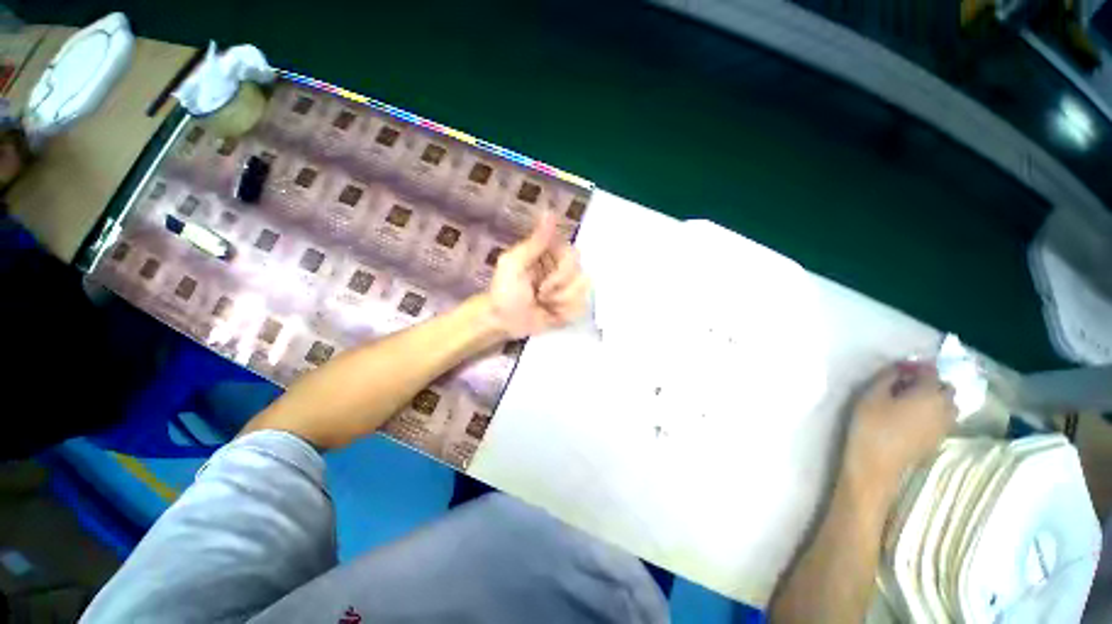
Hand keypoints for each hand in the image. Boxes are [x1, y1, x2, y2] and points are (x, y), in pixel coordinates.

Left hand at [488, 212, 589, 338]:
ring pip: (583, 293)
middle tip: (540, 294)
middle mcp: (563, 268)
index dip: (561, 271)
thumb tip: (550, 212)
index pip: (574, 255)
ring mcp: (569, 288)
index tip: (542, 281)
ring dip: (561, 302)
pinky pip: (582, 307)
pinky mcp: (572, 307)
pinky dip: (565, 313)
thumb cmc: (505, 291)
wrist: (503, 322)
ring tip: (544, 305)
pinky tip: (551, 314)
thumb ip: (536, 241)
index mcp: (551, 254)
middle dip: (559, 288)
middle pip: (581, 275)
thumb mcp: (514, 263)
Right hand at [844, 362, 956, 495]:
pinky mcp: (939, 439)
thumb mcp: (871, 395)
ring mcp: (945, 426)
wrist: (877, 464)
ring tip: (911, 401)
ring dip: (934, 399)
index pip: (929, 371)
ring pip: (948, 405)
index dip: (915, 366)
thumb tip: (899, 369)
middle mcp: (944, 407)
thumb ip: (886, 377)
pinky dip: (933, 413)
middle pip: (945, 388)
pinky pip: (943, 419)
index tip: (898, 368)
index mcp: (929, 393)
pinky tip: (913, 418)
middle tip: (905, 385)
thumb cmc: (871, 425)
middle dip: (929, 382)